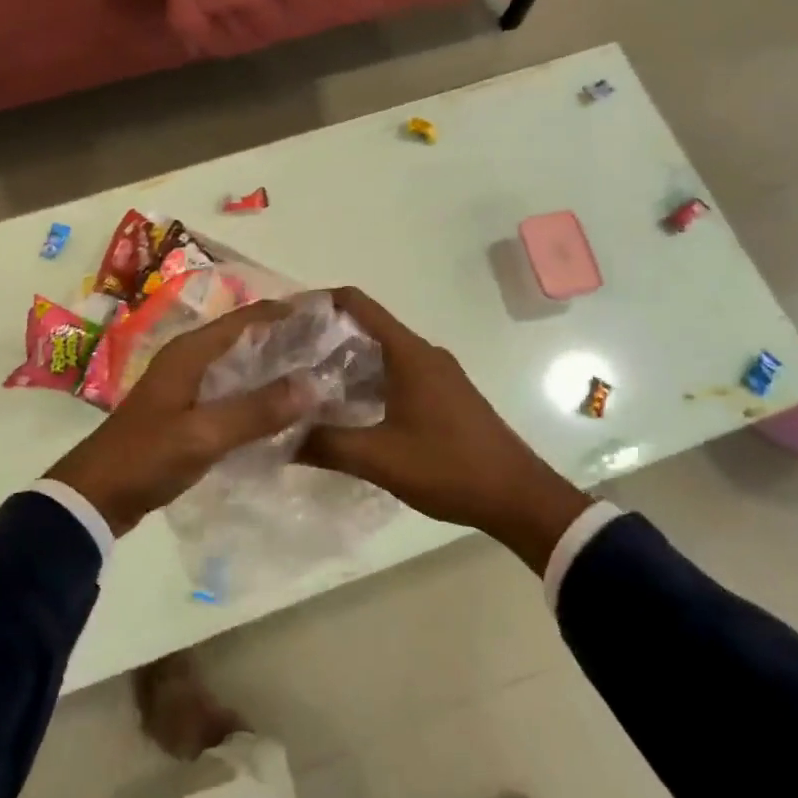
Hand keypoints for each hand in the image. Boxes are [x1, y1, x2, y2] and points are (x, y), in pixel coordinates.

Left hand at [47, 302, 311, 537]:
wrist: (95, 496)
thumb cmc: (146, 457)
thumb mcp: (203, 434)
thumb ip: (256, 410)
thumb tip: (313, 384)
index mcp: (190, 351)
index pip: (248, 317)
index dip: (286, 313)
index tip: (329, 316)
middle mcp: (190, 358)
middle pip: (246, 338)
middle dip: (286, 340)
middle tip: (332, 349)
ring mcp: (187, 385)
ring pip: (240, 366)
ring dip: (274, 369)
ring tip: (318, 375)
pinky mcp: (187, 411)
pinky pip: (232, 392)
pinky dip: (258, 394)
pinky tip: (284, 409)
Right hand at [303, 288, 592, 573]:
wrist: (518, 497)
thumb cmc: (449, 467)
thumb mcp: (380, 458)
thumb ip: (326, 444)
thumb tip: (278, 436)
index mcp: (409, 354)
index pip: (357, 304)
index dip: (319, 301)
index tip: (283, 316)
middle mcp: (423, 354)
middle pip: (366, 328)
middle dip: (324, 338)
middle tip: (284, 357)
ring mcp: (437, 375)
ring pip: (381, 355)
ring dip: (345, 364)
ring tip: (305, 385)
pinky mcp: (444, 396)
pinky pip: (397, 375)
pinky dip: (367, 382)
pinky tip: (346, 410)